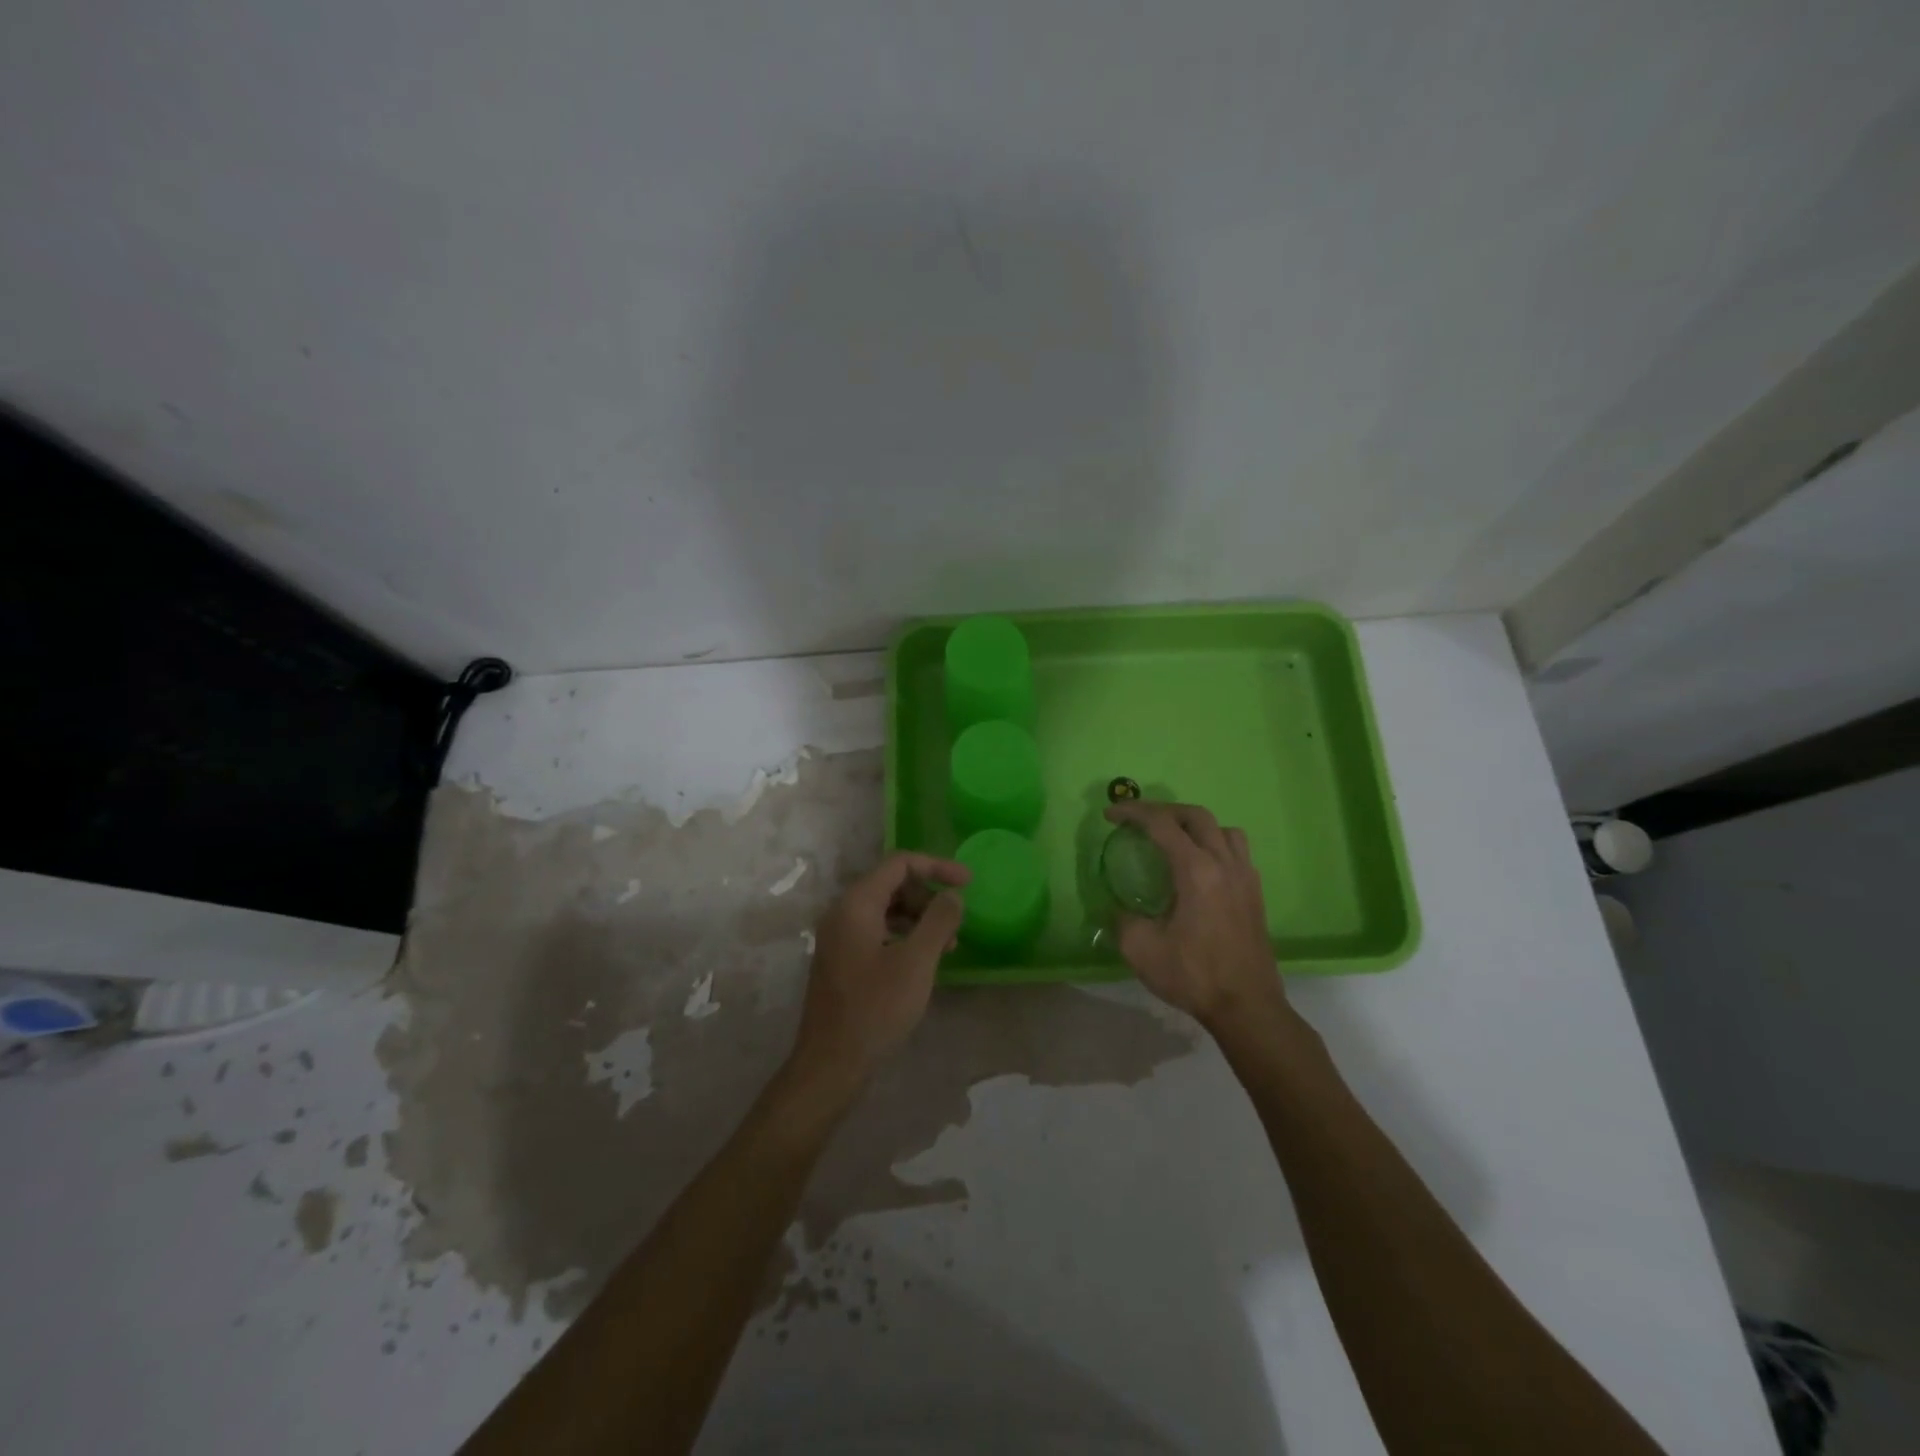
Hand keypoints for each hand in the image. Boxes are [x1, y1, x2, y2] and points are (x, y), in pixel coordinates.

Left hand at [788, 851, 970, 1094]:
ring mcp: (839, 937)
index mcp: (856, 904)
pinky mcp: (842, 960)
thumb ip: (938, 921)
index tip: (968, 882)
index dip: (937, 866)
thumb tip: (953, 894)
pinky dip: (905, 936)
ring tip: (948, 945)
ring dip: (920, 918)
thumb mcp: (916, 962)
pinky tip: (924, 961)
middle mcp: (842, 912)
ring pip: (886, 909)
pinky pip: (878, 931)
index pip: (899, 863)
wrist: (831, 1064)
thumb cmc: (876, 1008)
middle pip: (892, 884)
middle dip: (929, 896)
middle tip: (957, 922)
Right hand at [1106, 802, 1287, 1030]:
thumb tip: (1118, 909)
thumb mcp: (1141, 949)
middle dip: (1164, 811)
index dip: (1133, 812)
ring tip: (1174, 840)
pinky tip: (1200, 868)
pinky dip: (1215, 844)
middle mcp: (1224, 864)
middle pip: (1196, 816)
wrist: (1247, 1007)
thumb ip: (1122, 920)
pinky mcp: (1255, 894)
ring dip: (1195, 825)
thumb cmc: (1193, 975)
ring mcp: (1245, 877)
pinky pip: (1237, 851)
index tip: (1110, 815)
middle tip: (1139, 821)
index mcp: (1196, 870)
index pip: (1162, 824)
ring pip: (1224, 829)